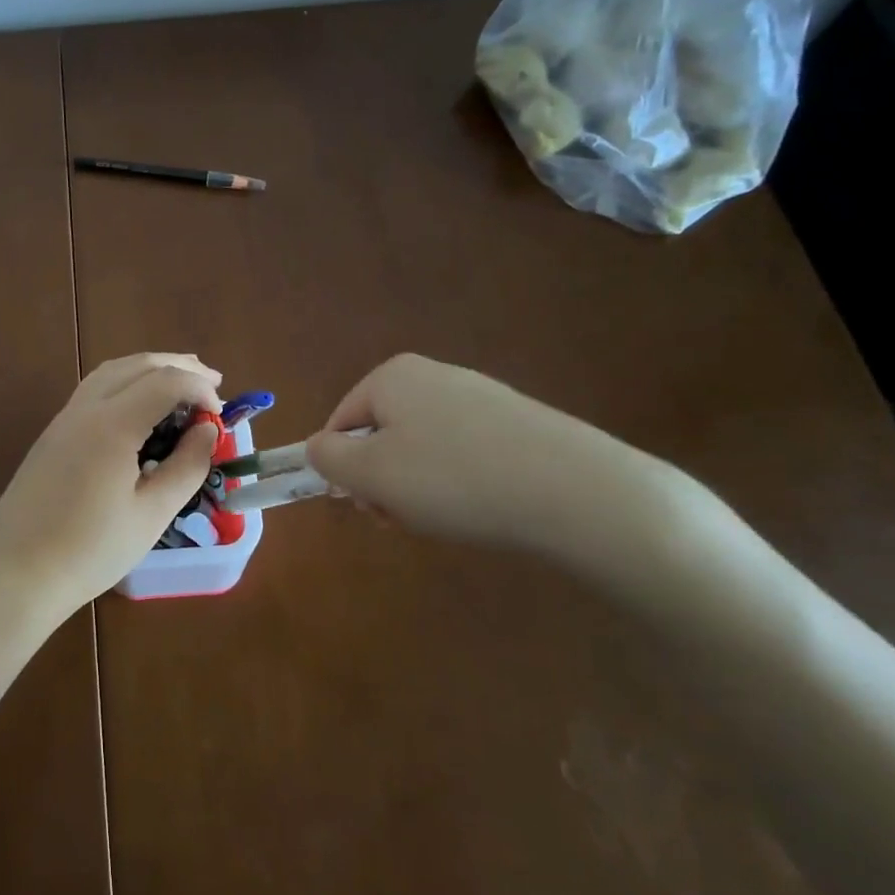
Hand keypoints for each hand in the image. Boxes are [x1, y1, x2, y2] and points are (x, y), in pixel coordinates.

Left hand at [0, 353, 221, 615]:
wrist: (17, 573)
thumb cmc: (90, 550)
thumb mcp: (151, 514)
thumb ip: (186, 467)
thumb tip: (208, 431)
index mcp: (112, 425)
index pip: (165, 381)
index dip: (199, 389)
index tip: (220, 414)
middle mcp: (85, 409)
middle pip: (137, 365)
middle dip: (178, 366)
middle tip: (213, 382)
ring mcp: (63, 419)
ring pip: (111, 371)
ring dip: (149, 368)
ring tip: (180, 381)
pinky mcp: (52, 434)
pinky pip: (93, 389)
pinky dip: (125, 382)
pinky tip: (139, 405)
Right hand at [304, 353, 675, 559]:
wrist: (576, 491)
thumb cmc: (453, 479)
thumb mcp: (371, 474)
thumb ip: (327, 458)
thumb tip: (319, 447)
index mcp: (392, 377)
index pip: (340, 424)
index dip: (344, 469)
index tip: (366, 506)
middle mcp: (432, 375)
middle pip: (381, 436)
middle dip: (382, 482)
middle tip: (402, 518)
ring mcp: (478, 397)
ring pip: (420, 450)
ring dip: (417, 489)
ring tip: (445, 519)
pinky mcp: (514, 423)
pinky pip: (462, 454)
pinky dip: (458, 484)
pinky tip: (480, 509)